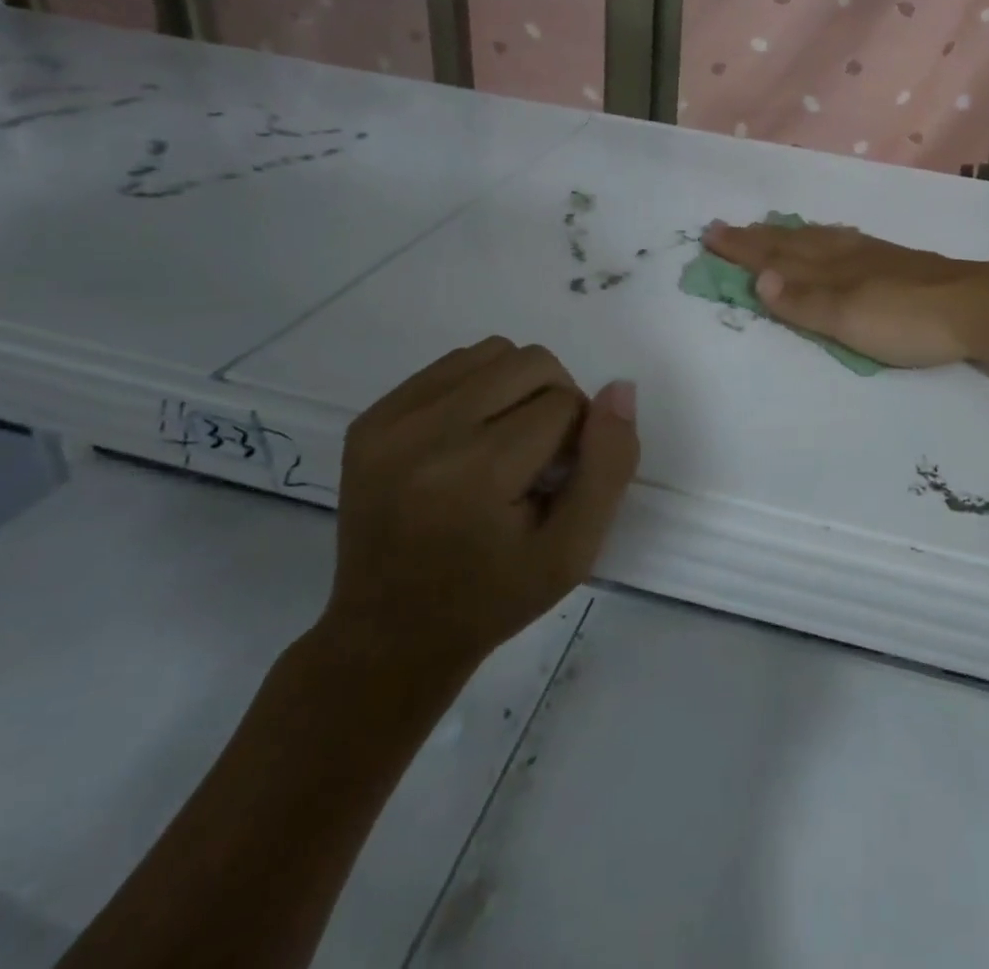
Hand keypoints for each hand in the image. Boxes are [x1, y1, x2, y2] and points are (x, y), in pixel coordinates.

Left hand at [322, 339, 637, 684]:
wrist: (389, 635)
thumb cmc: (493, 598)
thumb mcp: (574, 550)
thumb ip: (608, 466)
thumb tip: (620, 388)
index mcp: (476, 474)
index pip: (565, 403)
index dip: (579, 438)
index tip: (559, 481)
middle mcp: (424, 434)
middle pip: (530, 363)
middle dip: (555, 400)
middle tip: (540, 456)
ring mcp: (388, 423)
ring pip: (493, 353)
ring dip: (518, 387)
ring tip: (506, 444)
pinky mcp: (369, 419)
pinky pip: (451, 365)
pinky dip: (478, 388)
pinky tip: (471, 439)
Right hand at [703, 220, 988, 367]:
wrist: (976, 306)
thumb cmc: (908, 319)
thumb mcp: (849, 318)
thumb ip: (805, 301)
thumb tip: (758, 280)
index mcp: (829, 268)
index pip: (775, 257)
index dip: (742, 248)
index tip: (710, 235)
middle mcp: (845, 254)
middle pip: (792, 242)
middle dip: (756, 238)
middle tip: (725, 227)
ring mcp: (872, 255)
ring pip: (817, 238)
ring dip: (787, 234)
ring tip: (769, 228)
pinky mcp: (895, 261)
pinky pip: (843, 241)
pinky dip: (823, 237)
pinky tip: (832, 238)